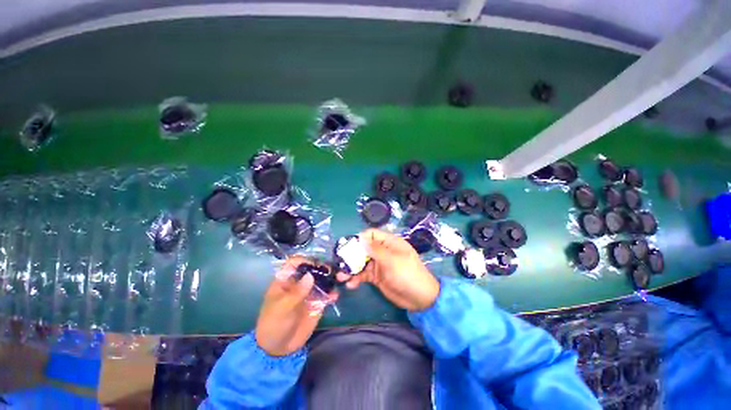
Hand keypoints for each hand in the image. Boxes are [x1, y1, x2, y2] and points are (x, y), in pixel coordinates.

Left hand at [256, 256, 337, 356]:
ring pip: (321, 279)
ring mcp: (309, 292)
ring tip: (337, 279)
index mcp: (285, 280)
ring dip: (329, 278)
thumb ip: (297, 292)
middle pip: (311, 268)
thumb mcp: (282, 308)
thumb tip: (310, 275)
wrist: (278, 348)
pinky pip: (327, 294)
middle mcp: (299, 283)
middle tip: (330, 271)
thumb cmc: (274, 324)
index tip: (315, 264)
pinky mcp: (317, 302)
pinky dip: (332, 293)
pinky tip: (334, 296)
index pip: (294, 263)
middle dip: (321, 267)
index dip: (304, 260)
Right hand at [337, 229, 439, 310]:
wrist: (420, 299)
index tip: (348, 247)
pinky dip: (356, 279)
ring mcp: (379, 264)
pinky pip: (363, 275)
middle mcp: (382, 251)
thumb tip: (361, 238)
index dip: (360, 239)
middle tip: (340, 263)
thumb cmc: (408, 274)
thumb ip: (375, 250)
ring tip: (341, 277)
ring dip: (351, 269)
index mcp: (389, 243)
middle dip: (351, 255)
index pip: (371, 234)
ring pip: (361, 262)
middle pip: (363, 249)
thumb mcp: (392, 260)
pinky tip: (351, 285)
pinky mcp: (377, 277)